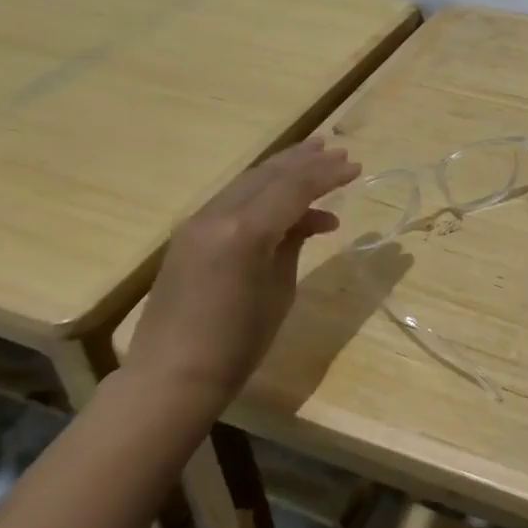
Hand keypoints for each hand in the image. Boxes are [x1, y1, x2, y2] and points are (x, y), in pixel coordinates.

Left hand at [125, 137, 359, 411]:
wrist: (171, 376)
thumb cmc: (237, 344)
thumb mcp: (279, 291)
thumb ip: (292, 244)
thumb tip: (308, 219)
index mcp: (245, 232)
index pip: (294, 188)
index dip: (327, 175)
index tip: (355, 166)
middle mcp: (218, 216)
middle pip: (268, 174)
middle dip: (305, 161)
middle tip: (336, 150)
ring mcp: (198, 222)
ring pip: (247, 181)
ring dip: (282, 169)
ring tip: (313, 158)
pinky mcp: (188, 235)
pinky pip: (232, 199)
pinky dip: (261, 192)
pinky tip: (283, 200)